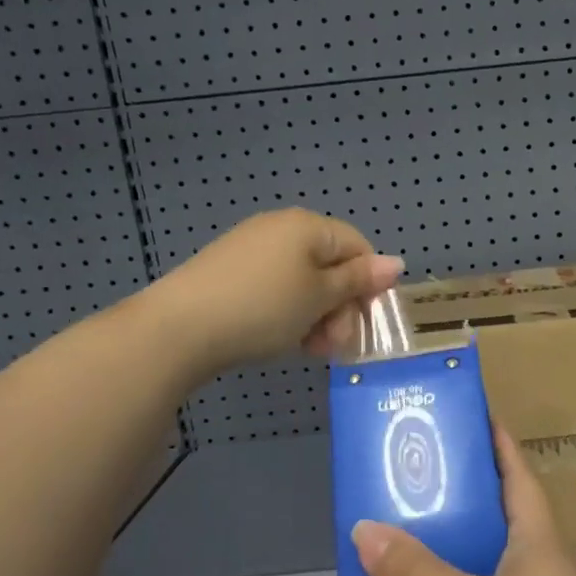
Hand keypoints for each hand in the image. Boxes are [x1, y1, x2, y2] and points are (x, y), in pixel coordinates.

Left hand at [161, 209, 403, 373]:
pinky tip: (282, 340)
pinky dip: (288, 314)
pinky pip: (276, 289)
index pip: (359, 247)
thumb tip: (396, 263)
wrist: (179, 328)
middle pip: (332, 266)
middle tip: (333, 345)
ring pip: (304, 283)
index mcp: (308, 226)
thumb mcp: (320, 297)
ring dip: (317, 317)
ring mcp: (252, 250)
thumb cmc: (263, 308)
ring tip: (308, 349)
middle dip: (341, 307)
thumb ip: (359, 280)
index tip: (363, 324)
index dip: (368, 286)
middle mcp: (281, 229)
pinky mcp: (230, 273)